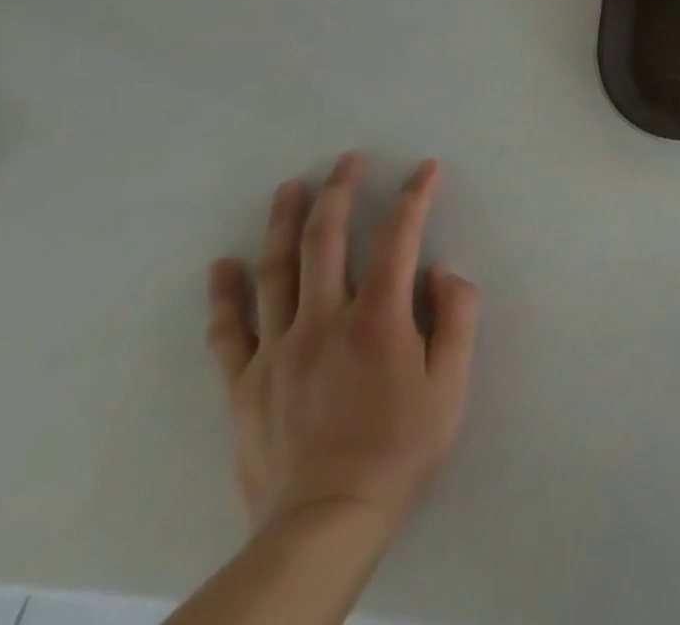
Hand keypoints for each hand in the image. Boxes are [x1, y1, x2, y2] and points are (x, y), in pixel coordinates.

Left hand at [205, 154, 479, 545]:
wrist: (326, 521)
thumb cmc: (402, 445)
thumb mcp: (452, 381)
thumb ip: (456, 316)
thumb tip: (441, 271)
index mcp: (378, 318)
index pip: (399, 237)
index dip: (415, 196)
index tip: (426, 168)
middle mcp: (324, 321)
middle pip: (328, 241)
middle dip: (340, 191)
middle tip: (347, 158)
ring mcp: (277, 351)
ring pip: (277, 271)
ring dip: (285, 223)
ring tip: (291, 187)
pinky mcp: (244, 384)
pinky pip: (229, 330)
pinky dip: (224, 294)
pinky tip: (223, 264)